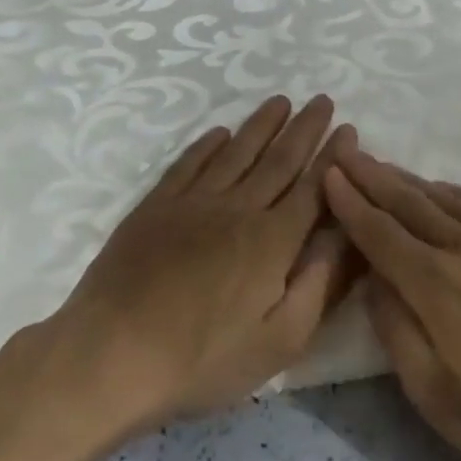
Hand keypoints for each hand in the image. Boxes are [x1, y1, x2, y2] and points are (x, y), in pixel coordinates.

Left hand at [46, 95, 355, 434]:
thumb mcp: (280, 342)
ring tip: (280, 101)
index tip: (349, 129)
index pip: (312, 189)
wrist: (112, 355)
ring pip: (236, 153)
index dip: (333, 158)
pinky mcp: (155, 207)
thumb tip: (347, 236)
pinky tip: (220, 132)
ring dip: (261, 125)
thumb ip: (319, 284)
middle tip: (323, 100)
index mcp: (272, 241)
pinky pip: (188, 164)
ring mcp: (192, 203)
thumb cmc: (203, 359)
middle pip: (278, 160)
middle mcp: (237, 209)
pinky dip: (207, 144)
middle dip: (305, 129)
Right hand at [324, 147, 460, 460]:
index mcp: (441, 290)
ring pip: (449, 201)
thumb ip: (398, 333)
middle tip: (344, 150)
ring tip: (382, 166)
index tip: (328, 173)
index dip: (351, 203)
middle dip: (372, 176)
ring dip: (409, 181)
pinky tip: (445, 191)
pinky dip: (457, 194)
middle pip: (411, 205)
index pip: (382, 234)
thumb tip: (375, 281)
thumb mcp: (439, 401)